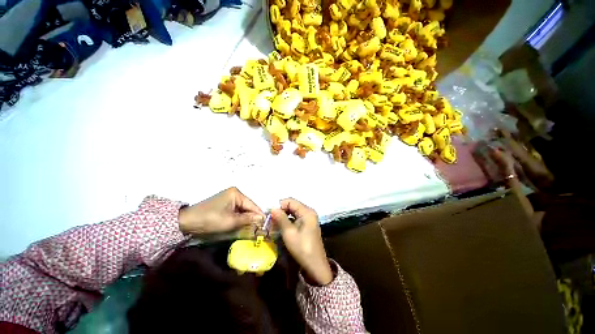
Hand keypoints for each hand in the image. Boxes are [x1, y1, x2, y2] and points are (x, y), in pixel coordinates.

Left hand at [178, 187, 264, 234]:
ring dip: (246, 218)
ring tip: (253, 227)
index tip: (266, 224)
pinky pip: (236, 210)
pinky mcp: (225, 203)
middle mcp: (234, 193)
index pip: (252, 205)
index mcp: (236, 193)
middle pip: (248, 206)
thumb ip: (248, 219)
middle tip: (260, 228)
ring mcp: (229, 197)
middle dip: (252, 217)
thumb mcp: (231, 221)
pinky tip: (243, 224)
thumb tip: (262, 218)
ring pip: (242, 209)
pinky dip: (239, 217)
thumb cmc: (210, 219)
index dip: (259, 215)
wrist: (187, 221)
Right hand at [271, 199, 332, 285]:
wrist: (315, 265)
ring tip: (274, 224)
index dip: (280, 206)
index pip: (290, 201)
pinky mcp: (308, 224)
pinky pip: (296, 217)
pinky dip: (288, 220)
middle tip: (271, 220)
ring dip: (284, 216)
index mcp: (307, 211)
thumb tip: (272, 208)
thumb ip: (281, 218)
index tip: (271, 215)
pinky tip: (282, 227)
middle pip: (292, 205)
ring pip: (293, 212)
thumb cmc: (302, 248)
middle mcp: (309, 211)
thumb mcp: (289, 232)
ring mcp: (309, 218)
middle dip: (281, 211)